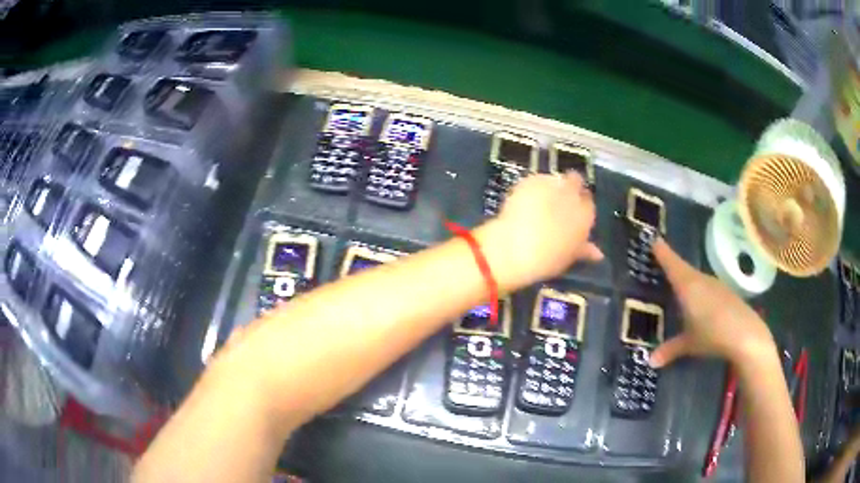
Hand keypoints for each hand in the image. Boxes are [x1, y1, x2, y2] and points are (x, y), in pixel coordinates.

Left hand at [477, 172, 602, 289]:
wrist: (514, 248)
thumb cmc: (546, 259)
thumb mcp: (569, 257)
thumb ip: (584, 250)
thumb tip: (597, 253)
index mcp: (586, 214)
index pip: (589, 202)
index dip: (580, 206)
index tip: (572, 213)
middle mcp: (573, 194)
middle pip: (575, 181)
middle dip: (569, 188)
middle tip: (557, 202)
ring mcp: (551, 183)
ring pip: (555, 179)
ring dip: (550, 187)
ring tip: (539, 203)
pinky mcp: (531, 179)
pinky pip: (536, 180)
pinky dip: (532, 187)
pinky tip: (525, 201)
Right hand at [649, 238, 776, 367]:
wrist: (746, 335)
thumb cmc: (712, 335)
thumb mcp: (689, 344)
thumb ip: (670, 349)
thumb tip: (650, 361)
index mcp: (688, 286)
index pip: (672, 263)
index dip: (662, 252)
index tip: (654, 239)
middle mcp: (701, 279)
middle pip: (683, 268)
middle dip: (673, 265)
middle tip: (661, 264)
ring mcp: (716, 285)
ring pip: (696, 277)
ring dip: (687, 278)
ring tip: (677, 285)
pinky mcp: (726, 293)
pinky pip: (707, 286)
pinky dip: (699, 289)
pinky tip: (699, 302)